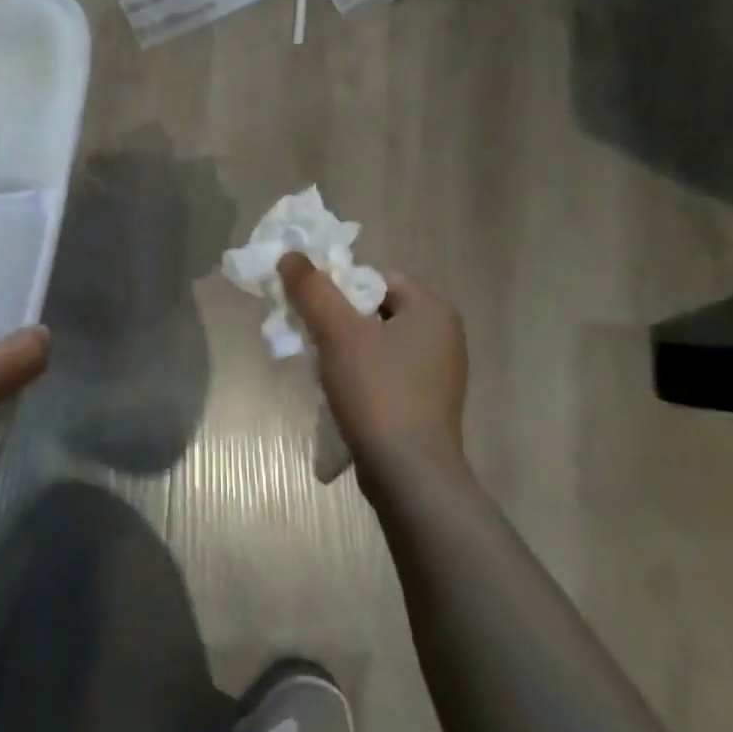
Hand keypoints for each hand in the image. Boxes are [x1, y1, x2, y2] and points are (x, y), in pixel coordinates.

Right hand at [278, 254, 470, 489]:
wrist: (409, 476)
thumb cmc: (378, 393)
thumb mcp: (338, 333)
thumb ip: (312, 289)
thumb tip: (290, 255)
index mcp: (431, 309)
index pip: (374, 277)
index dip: (336, 288)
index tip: (309, 311)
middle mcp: (442, 334)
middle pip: (373, 309)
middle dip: (335, 320)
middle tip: (307, 338)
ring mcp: (437, 372)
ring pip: (375, 342)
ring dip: (343, 349)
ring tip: (319, 368)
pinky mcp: (426, 402)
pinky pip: (384, 371)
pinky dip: (359, 374)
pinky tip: (339, 392)